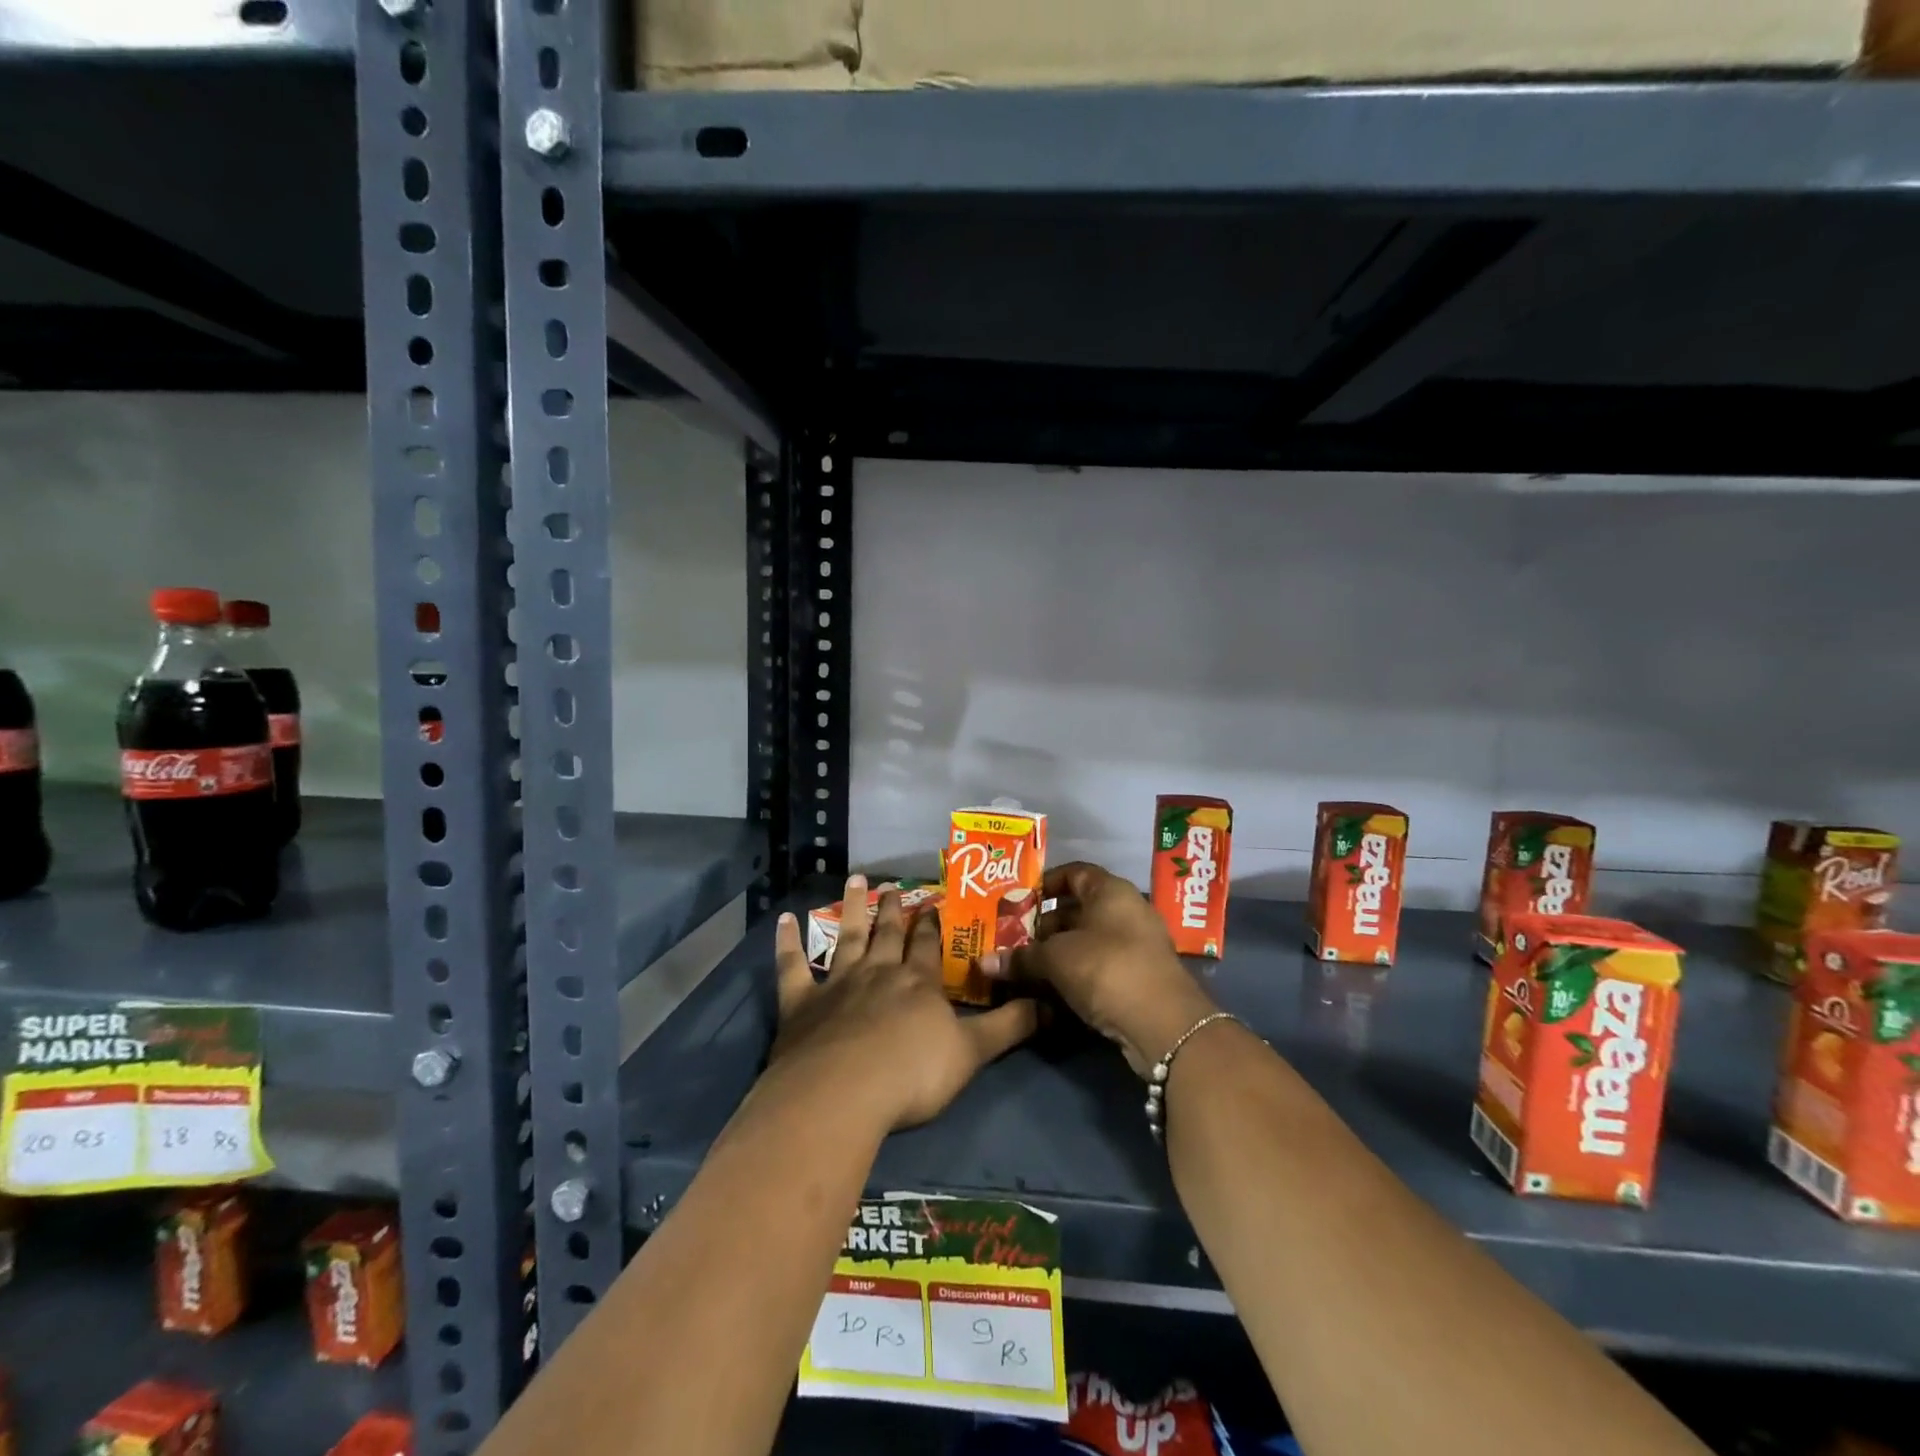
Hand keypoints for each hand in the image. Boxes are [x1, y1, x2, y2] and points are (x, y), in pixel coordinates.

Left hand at [767, 875, 1038, 1132]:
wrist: (842, 1093)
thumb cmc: (912, 1075)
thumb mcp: (972, 1053)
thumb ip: (1010, 1027)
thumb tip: (1053, 1005)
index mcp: (919, 982)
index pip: (928, 945)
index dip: (932, 925)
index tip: (933, 903)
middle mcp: (879, 972)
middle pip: (888, 934)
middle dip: (894, 910)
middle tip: (894, 886)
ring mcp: (838, 983)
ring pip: (847, 936)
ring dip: (852, 908)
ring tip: (857, 881)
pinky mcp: (801, 1002)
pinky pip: (792, 965)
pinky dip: (787, 942)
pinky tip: (784, 919)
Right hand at [983, 861, 1217, 1078]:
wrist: (1163, 1024)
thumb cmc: (1106, 968)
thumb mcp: (1056, 959)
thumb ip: (1021, 957)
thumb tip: (984, 962)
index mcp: (1110, 890)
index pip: (1074, 872)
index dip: (1045, 883)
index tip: (1018, 900)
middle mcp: (1127, 911)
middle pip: (1079, 909)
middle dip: (1045, 924)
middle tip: (1013, 939)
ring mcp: (1137, 945)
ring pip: (1088, 941)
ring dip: (1058, 953)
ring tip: (1024, 966)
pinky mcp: (1139, 978)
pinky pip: (1099, 966)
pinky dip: (1075, 973)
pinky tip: (1050, 990)